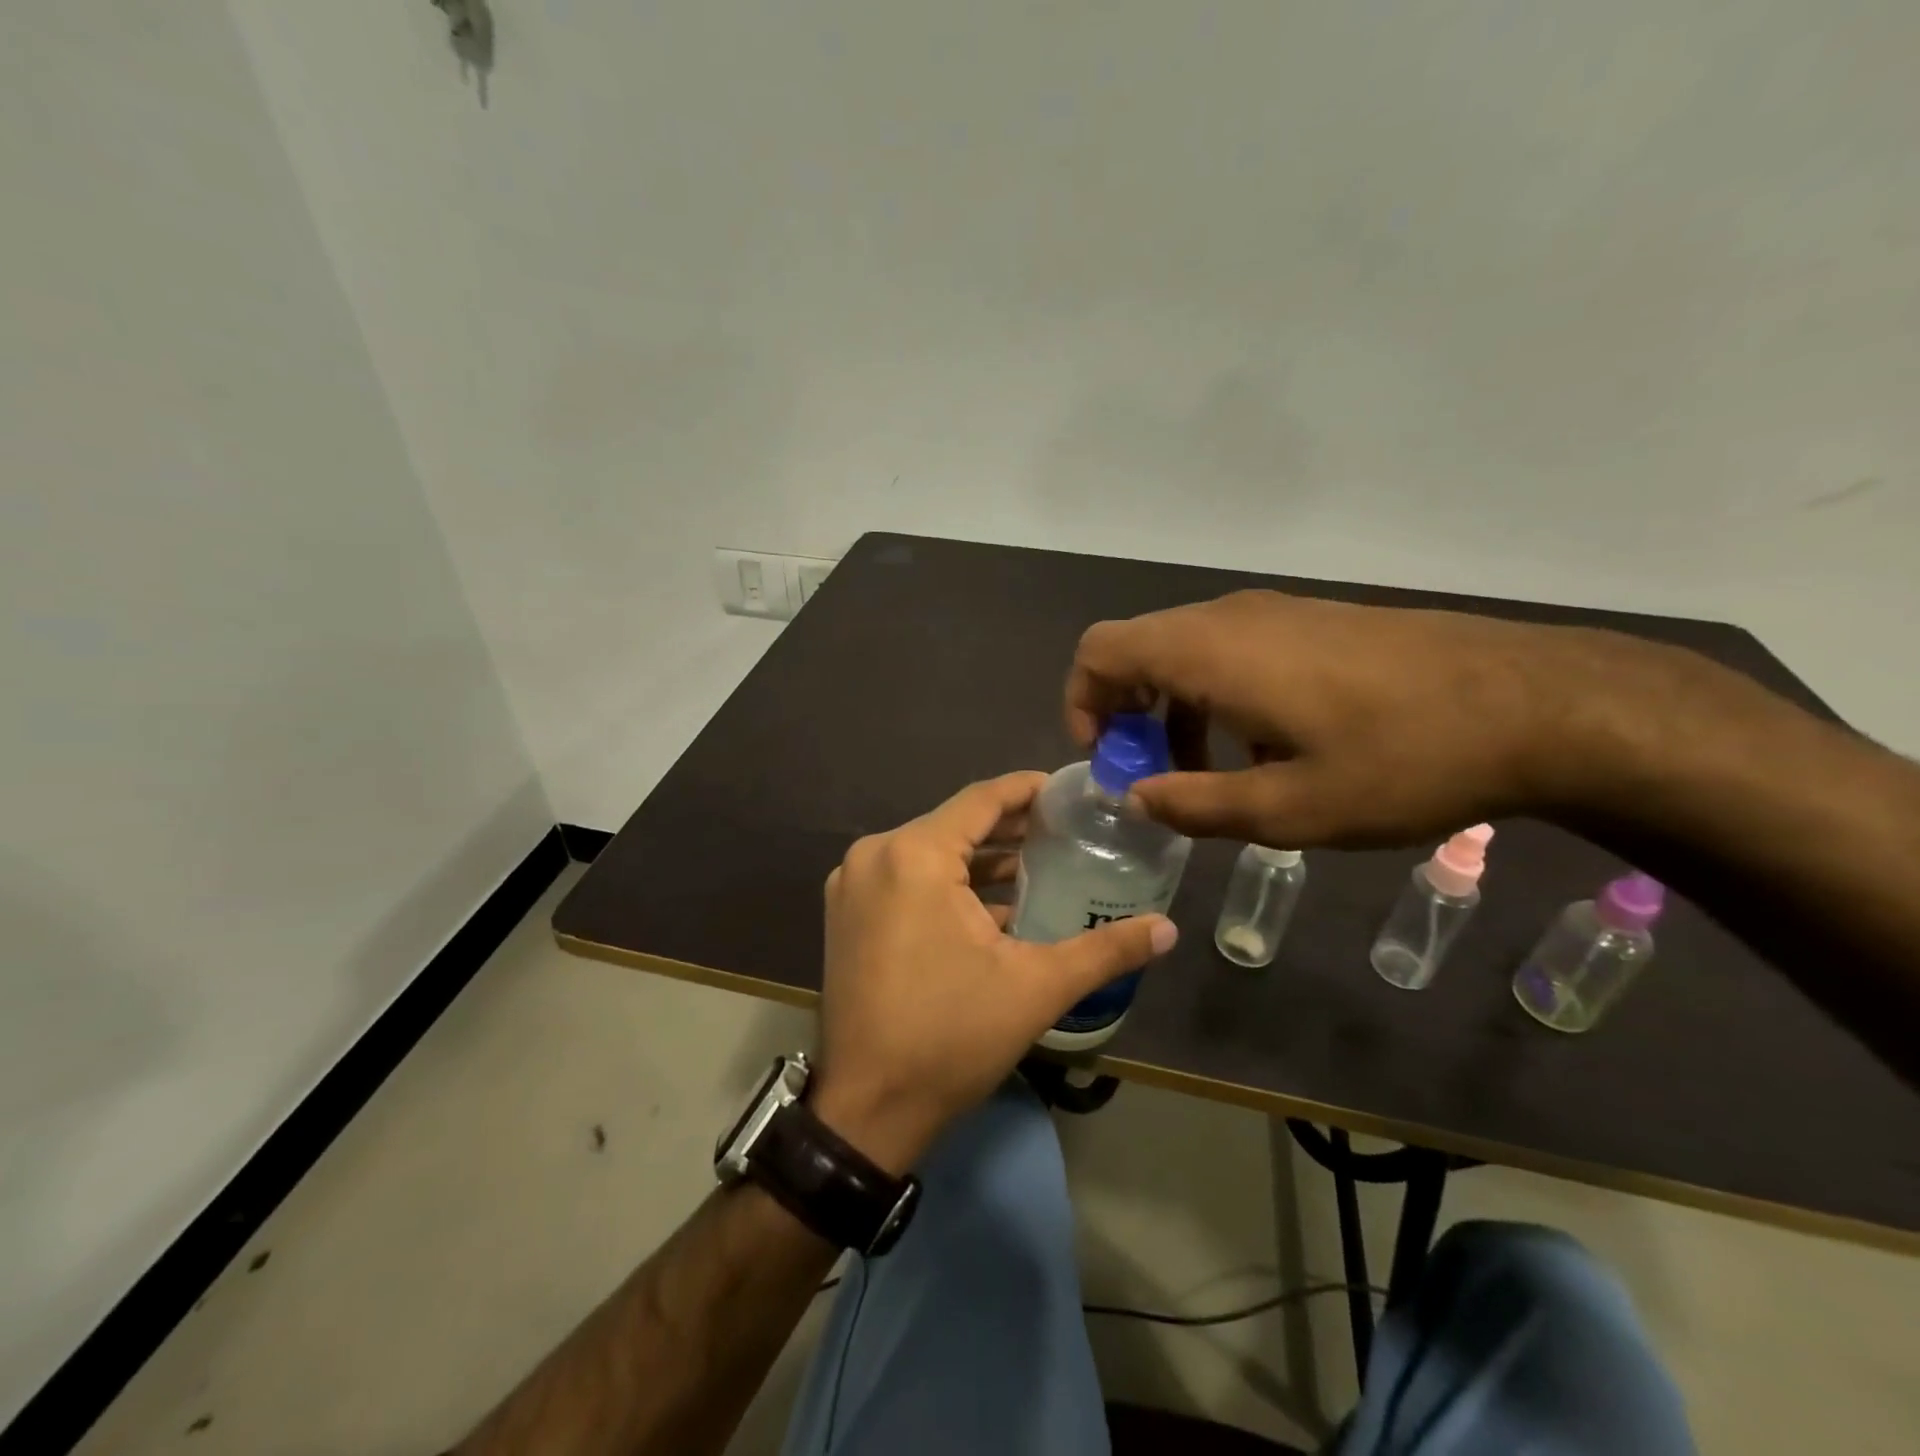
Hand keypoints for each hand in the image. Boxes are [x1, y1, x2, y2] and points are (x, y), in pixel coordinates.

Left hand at [810, 772, 1176, 1171]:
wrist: (868, 1108)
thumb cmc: (951, 1037)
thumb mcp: (1036, 988)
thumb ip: (1105, 950)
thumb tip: (1169, 929)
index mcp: (914, 855)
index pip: (980, 800)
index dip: (1026, 790)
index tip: (1067, 791)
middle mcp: (875, 856)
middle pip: (953, 824)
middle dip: (1008, 826)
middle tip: (1063, 830)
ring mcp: (853, 885)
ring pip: (929, 852)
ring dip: (978, 858)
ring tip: (1035, 863)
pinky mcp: (846, 914)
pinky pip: (905, 878)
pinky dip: (946, 883)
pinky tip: (990, 905)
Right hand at [1066, 590, 1730, 848]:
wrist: (1538, 705)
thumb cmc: (1403, 761)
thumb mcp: (1289, 810)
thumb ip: (1194, 805)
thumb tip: (1135, 797)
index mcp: (1211, 653)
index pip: (1101, 651)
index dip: (1083, 703)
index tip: (1109, 760)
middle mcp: (1230, 618)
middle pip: (1137, 648)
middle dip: (1125, 713)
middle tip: (1153, 775)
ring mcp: (1276, 613)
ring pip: (1184, 650)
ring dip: (1172, 708)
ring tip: (1208, 771)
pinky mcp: (1313, 621)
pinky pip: (1230, 649)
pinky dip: (1214, 694)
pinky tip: (1265, 746)